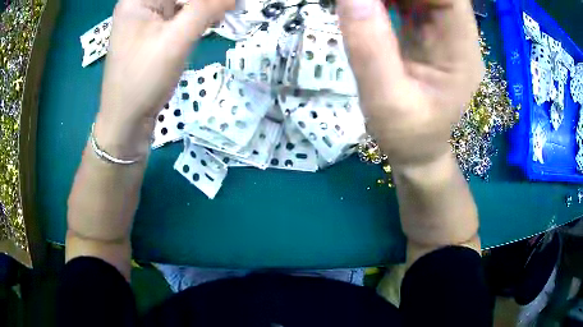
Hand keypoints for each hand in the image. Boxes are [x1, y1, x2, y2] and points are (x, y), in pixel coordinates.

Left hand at [95, 0, 233, 156]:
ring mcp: (147, 18)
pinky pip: (181, 14)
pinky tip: (215, 20)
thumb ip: (206, 10)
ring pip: (183, 1)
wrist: (126, 122)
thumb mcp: (175, 40)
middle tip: (230, 7)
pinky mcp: (154, 32)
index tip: (226, 4)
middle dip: (207, 1)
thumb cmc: (142, 81)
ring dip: (206, 6)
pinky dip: (199, 15)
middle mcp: (141, 3)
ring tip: (225, 13)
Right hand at [337, 0, 482, 169]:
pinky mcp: (426, 32)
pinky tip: (366, 4)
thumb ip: (370, 49)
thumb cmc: (407, 136)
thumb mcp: (386, 101)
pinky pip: (408, 0)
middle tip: (362, 1)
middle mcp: (458, 35)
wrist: (417, 152)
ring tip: (362, 5)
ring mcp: (442, 32)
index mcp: (462, 52)